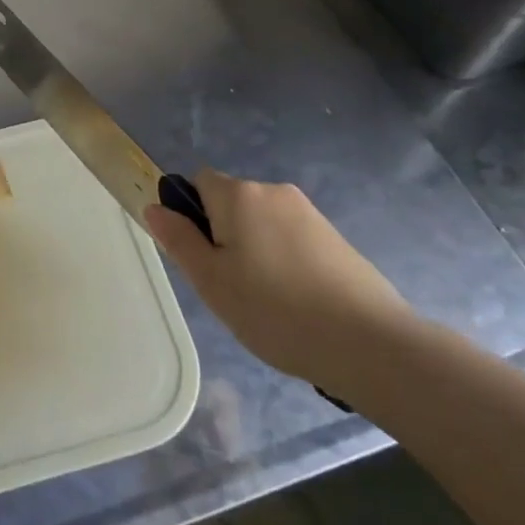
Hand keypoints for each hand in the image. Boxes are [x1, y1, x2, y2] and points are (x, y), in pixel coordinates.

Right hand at [146, 170, 413, 393]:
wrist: (369, 342)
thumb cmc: (275, 310)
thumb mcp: (212, 281)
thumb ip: (179, 239)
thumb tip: (155, 207)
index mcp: (239, 195)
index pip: (198, 181)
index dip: (191, 214)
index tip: (201, 257)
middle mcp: (273, 191)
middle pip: (231, 202)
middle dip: (223, 235)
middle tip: (229, 286)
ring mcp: (309, 213)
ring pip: (261, 223)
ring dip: (254, 249)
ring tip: (265, 301)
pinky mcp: (335, 237)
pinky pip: (290, 238)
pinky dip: (283, 260)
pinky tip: (295, 302)